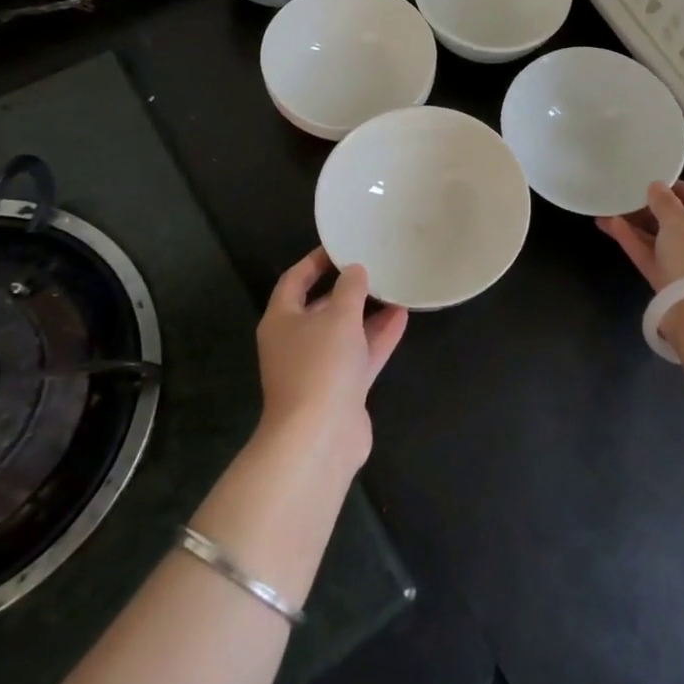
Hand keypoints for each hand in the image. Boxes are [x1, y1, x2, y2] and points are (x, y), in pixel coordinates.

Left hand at [255, 248, 407, 471]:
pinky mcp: (341, 390)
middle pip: (320, 306)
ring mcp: (319, 368)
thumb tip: (354, 270)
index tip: (341, 245)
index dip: (315, 261)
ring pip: (345, 332)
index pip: (294, 280)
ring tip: (395, 287)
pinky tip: (402, 316)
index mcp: (282, 320)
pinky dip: (378, 336)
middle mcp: (296, 342)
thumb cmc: (320, 365)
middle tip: (374, 265)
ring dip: (368, 312)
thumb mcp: (338, 316)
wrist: (319, 437)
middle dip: (347, 288)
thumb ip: (350, 288)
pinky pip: (361, 355)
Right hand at [597, 181, 683, 291]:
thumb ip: (663, 200)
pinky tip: (611, 226)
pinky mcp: (673, 283)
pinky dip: (635, 242)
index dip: (677, 189)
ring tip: (610, 211)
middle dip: (651, 210)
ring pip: (662, 240)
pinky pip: (653, 257)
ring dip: (637, 226)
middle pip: (680, 221)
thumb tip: (656, 187)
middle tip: (627, 198)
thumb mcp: (678, 218)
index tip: (653, 184)